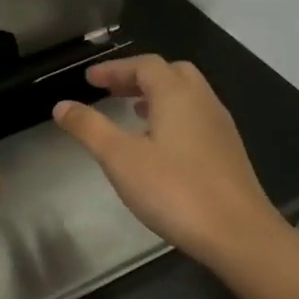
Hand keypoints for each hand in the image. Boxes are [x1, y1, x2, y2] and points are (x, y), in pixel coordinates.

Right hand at [53, 55, 277, 266]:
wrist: (236, 232)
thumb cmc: (174, 190)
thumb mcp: (120, 158)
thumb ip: (90, 128)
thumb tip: (61, 105)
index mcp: (177, 95)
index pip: (145, 66)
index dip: (115, 68)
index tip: (90, 79)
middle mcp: (203, 102)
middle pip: (171, 74)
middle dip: (139, 77)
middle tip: (111, 91)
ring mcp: (220, 127)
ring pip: (187, 96)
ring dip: (158, 96)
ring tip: (132, 112)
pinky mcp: (227, 152)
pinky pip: (196, 119)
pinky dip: (172, 117)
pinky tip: (159, 145)